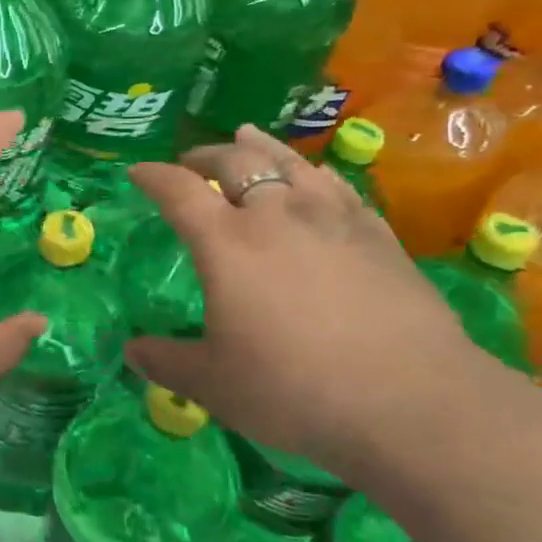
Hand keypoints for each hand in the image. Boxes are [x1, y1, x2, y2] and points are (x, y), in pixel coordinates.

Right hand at [125, 125, 497, 480]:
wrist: (410, 402)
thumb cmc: (294, 390)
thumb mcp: (214, 384)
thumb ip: (166, 361)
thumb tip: (130, 352)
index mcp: (226, 242)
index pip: (178, 191)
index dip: (153, 176)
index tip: (137, 172)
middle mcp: (276, 214)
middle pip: (235, 162)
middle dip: (205, 155)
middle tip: (191, 161)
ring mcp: (332, 218)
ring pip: (289, 162)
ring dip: (259, 147)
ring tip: (246, 138)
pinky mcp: (377, 234)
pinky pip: (337, 185)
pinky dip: (312, 172)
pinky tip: (314, 178)